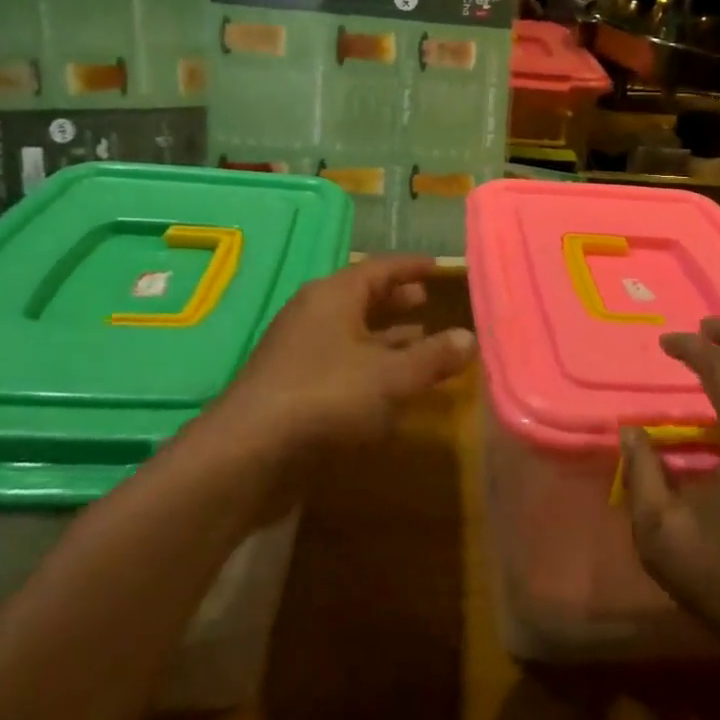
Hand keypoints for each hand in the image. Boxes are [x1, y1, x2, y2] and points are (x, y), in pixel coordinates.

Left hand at [221, 254, 476, 449]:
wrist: (250, 453)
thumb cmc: (327, 397)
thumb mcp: (392, 376)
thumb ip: (433, 356)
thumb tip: (469, 337)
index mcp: (334, 296)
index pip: (379, 268)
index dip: (410, 267)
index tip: (437, 267)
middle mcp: (314, 315)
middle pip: (361, 298)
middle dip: (395, 300)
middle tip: (426, 301)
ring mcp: (300, 351)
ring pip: (351, 333)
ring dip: (384, 336)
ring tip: (419, 339)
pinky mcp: (293, 386)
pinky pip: (340, 362)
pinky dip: (368, 366)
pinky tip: (389, 386)